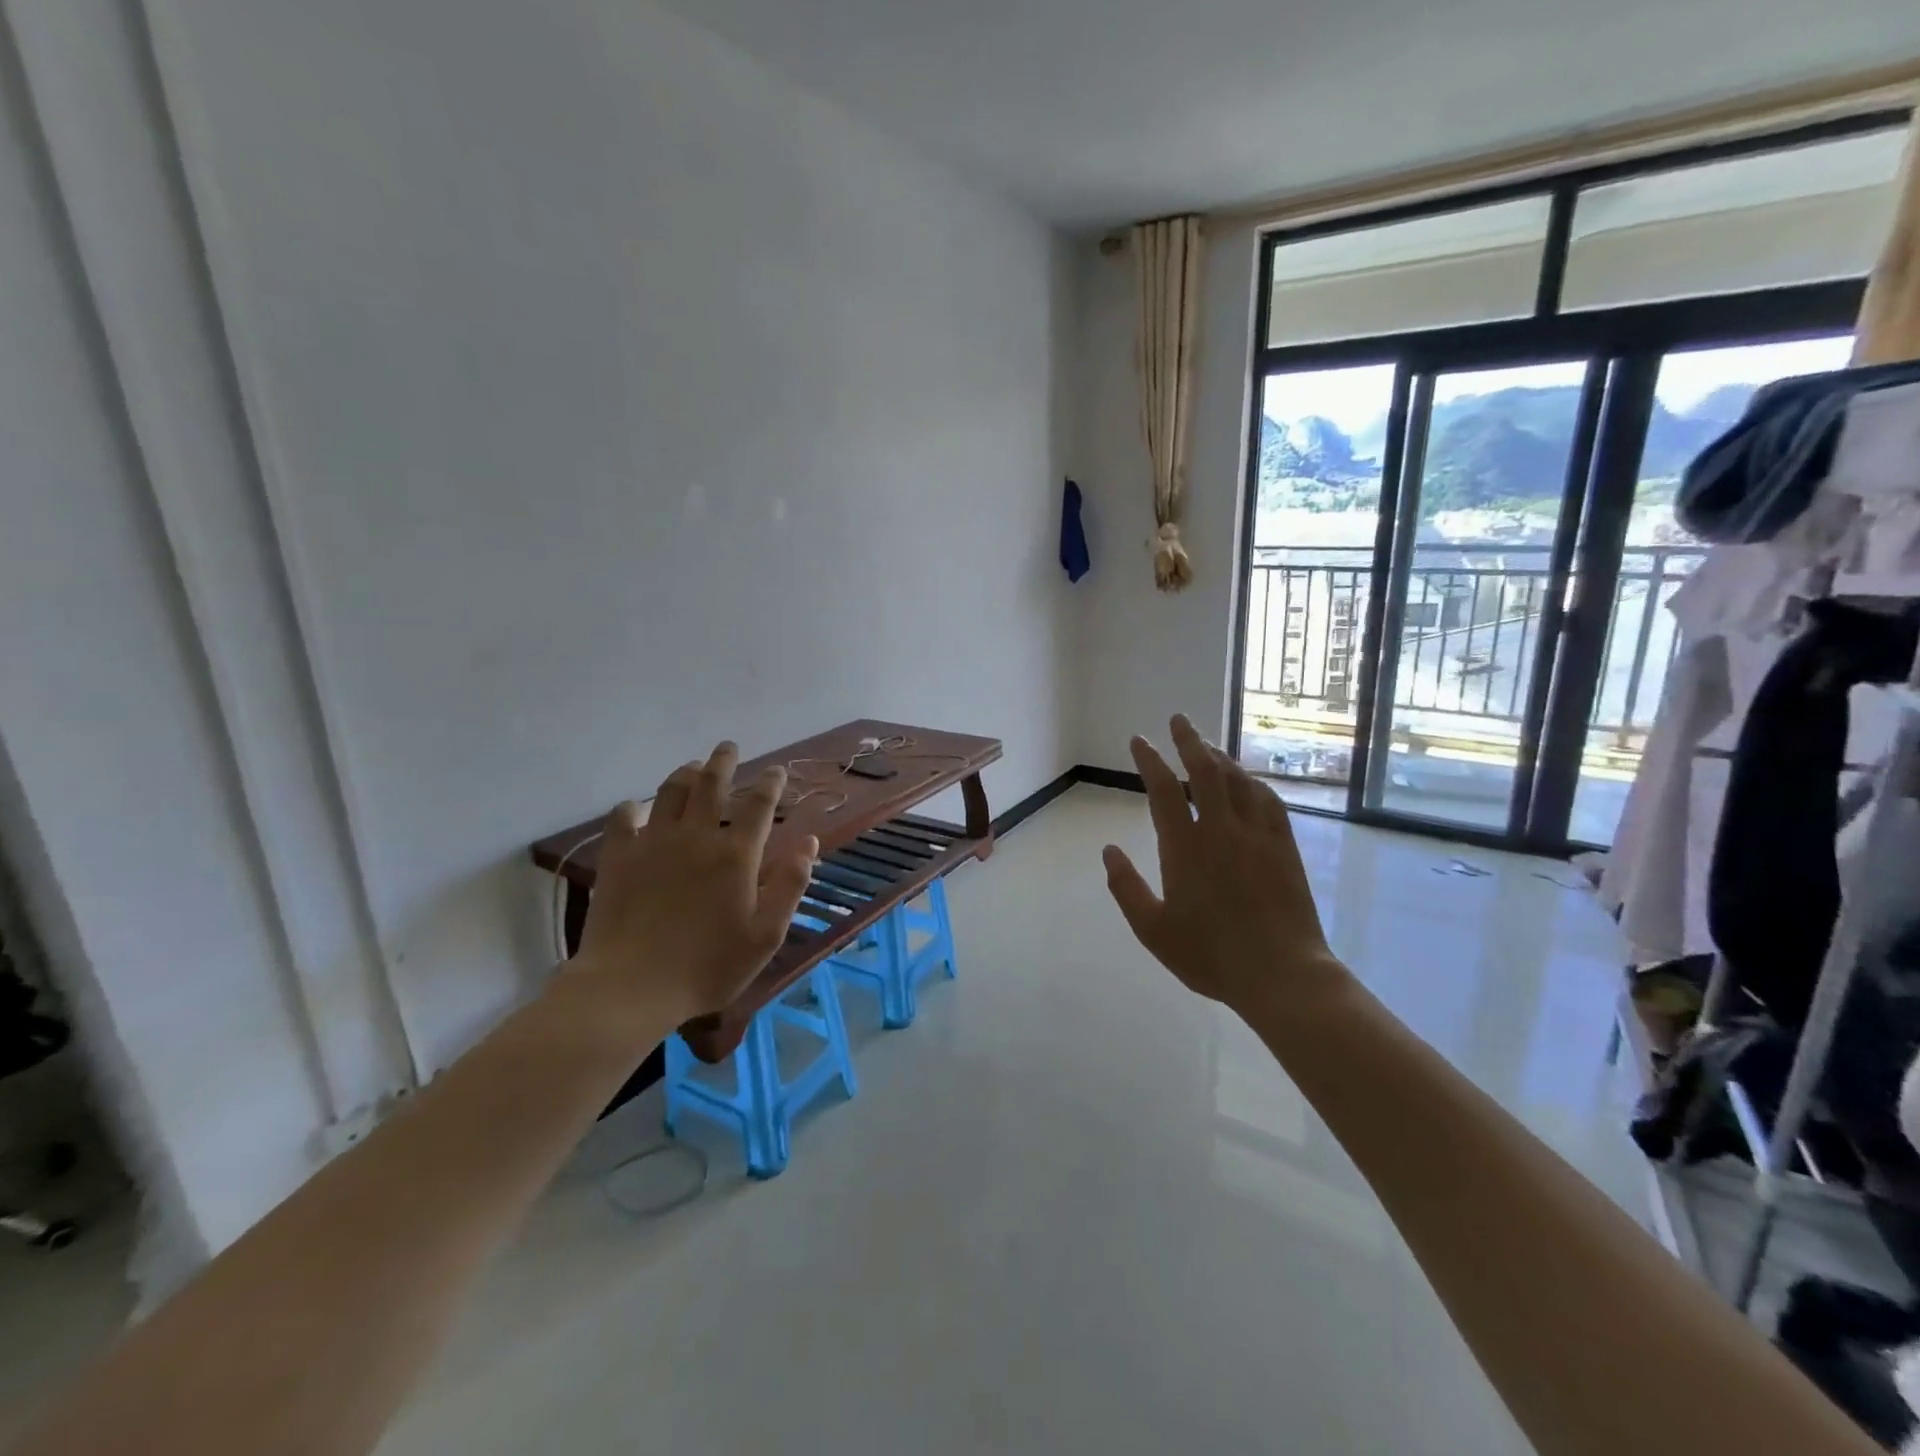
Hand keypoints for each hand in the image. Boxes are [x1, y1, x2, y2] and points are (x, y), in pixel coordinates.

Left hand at [572, 741, 817, 1026]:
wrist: (631, 987)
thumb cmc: (708, 967)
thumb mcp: (766, 935)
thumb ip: (790, 885)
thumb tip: (809, 842)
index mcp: (736, 854)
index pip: (759, 803)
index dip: (770, 782)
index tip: (776, 770)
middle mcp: (696, 836)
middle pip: (711, 783)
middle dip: (723, 761)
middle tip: (728, 747)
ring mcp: (653, 843)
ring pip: (670, 791)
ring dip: (685, 773)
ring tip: (693, 767)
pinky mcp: (618, 857)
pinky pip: (624, 817)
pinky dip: (633, 806)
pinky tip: (637, 808)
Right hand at [1102, 715, 1349, 1015]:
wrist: (1282, 974)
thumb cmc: (1211, 955)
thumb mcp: (1153, 930)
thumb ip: (1126, 887)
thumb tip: (1108, 849)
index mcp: (1184, 847)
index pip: (1163, 789)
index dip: (1149, 760)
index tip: (1139, 740)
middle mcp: (1221, 830)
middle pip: (1204, 771)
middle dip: (1189, 741)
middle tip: (1179, 719)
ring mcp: (1257, 835)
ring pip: (1237, 781)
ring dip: (1220, 757)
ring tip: (1207, 745)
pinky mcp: (1284, 847)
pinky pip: (1268, 801)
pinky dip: (1252, 783)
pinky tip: (1248, 781)